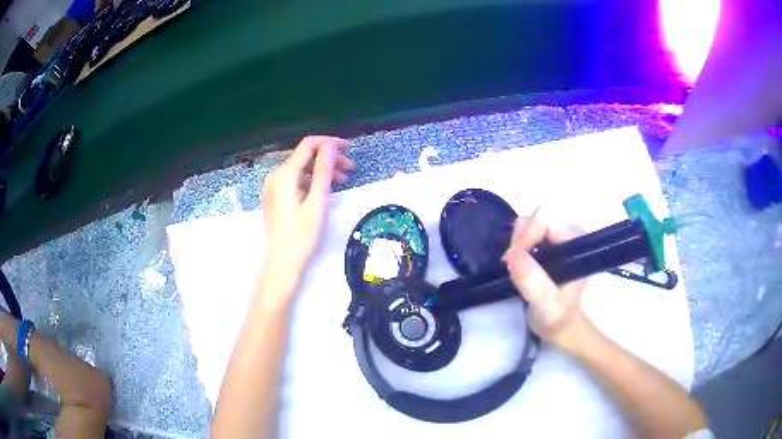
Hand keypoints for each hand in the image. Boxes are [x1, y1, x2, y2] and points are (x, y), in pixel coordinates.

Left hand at [262, 136, 353, 273]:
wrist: (282, 263)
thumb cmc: (302, 236)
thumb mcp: (317, 202)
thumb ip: (323, 171)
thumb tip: (331, 145)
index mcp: (284, 174)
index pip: (307, 145)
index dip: (329, 143)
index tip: (349, 149)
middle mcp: (275, 176)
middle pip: (304, 156)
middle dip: (328, 158)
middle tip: (350, 169)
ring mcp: (273, 187)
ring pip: (300, 169)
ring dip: (321, 170)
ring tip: (342, 181)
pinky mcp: (275, 197)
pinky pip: (295, 180)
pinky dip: (311, 181)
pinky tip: (324, 191)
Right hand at [505, 211, 587, 350]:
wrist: (561, 326)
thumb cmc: (558, 318)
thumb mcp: (548, 307)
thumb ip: (535, 283)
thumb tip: (513, 255)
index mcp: (577, 242)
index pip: (548, 218)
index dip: (528, 234)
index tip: (514, 260)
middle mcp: (569, 232)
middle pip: (536, 216)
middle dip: (520, 239)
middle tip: (512, 266)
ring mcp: (557, 236)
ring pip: (528, 222)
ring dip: (516, 243)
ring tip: (514, 268)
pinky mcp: (546, 241)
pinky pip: (524, 232)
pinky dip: (515, 245)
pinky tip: (516, 265)